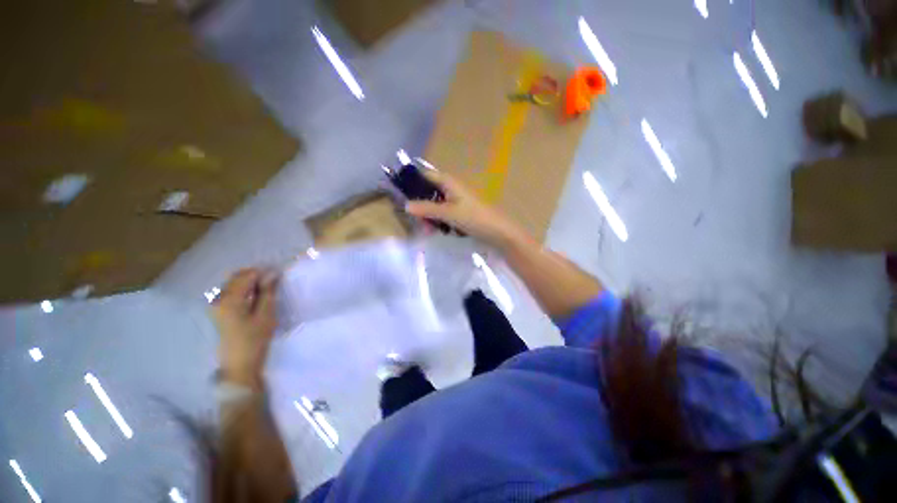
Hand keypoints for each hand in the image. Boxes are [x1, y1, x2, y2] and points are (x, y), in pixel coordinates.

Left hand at [212, 268, 278, 389]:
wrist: (239, 364)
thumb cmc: (255, 339)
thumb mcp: (266, 314)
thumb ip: (268, 292)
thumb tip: (273, 273)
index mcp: (229, 299)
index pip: (247, 275)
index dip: (263, 273)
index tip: (278, 276)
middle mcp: (218, 299)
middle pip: (237, 277)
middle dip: (255, 276)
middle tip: (273, 282)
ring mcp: (215, 305)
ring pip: (233, 284)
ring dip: (250, 282)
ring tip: (266, 289)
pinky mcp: (217, 311)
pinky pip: (230, 292)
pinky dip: (244, 289)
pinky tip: (255, 297)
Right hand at [405, 169, 524, 248]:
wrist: (498, 232)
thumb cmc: (474, 217)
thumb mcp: (448, 213)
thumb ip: (426, 209)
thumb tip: (406, 205)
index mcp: (449, 183)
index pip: (425, 175)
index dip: (413, 182)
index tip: (401, 194)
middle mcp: (451, 189)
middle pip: (429, 193)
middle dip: (421, 207)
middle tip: (418, 221)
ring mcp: (456, 202)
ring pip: (436, 206)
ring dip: (430, 217)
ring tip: (429, 231)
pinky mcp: (461, 213)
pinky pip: (444, 215)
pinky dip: (439, 222)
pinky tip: (439, 232)